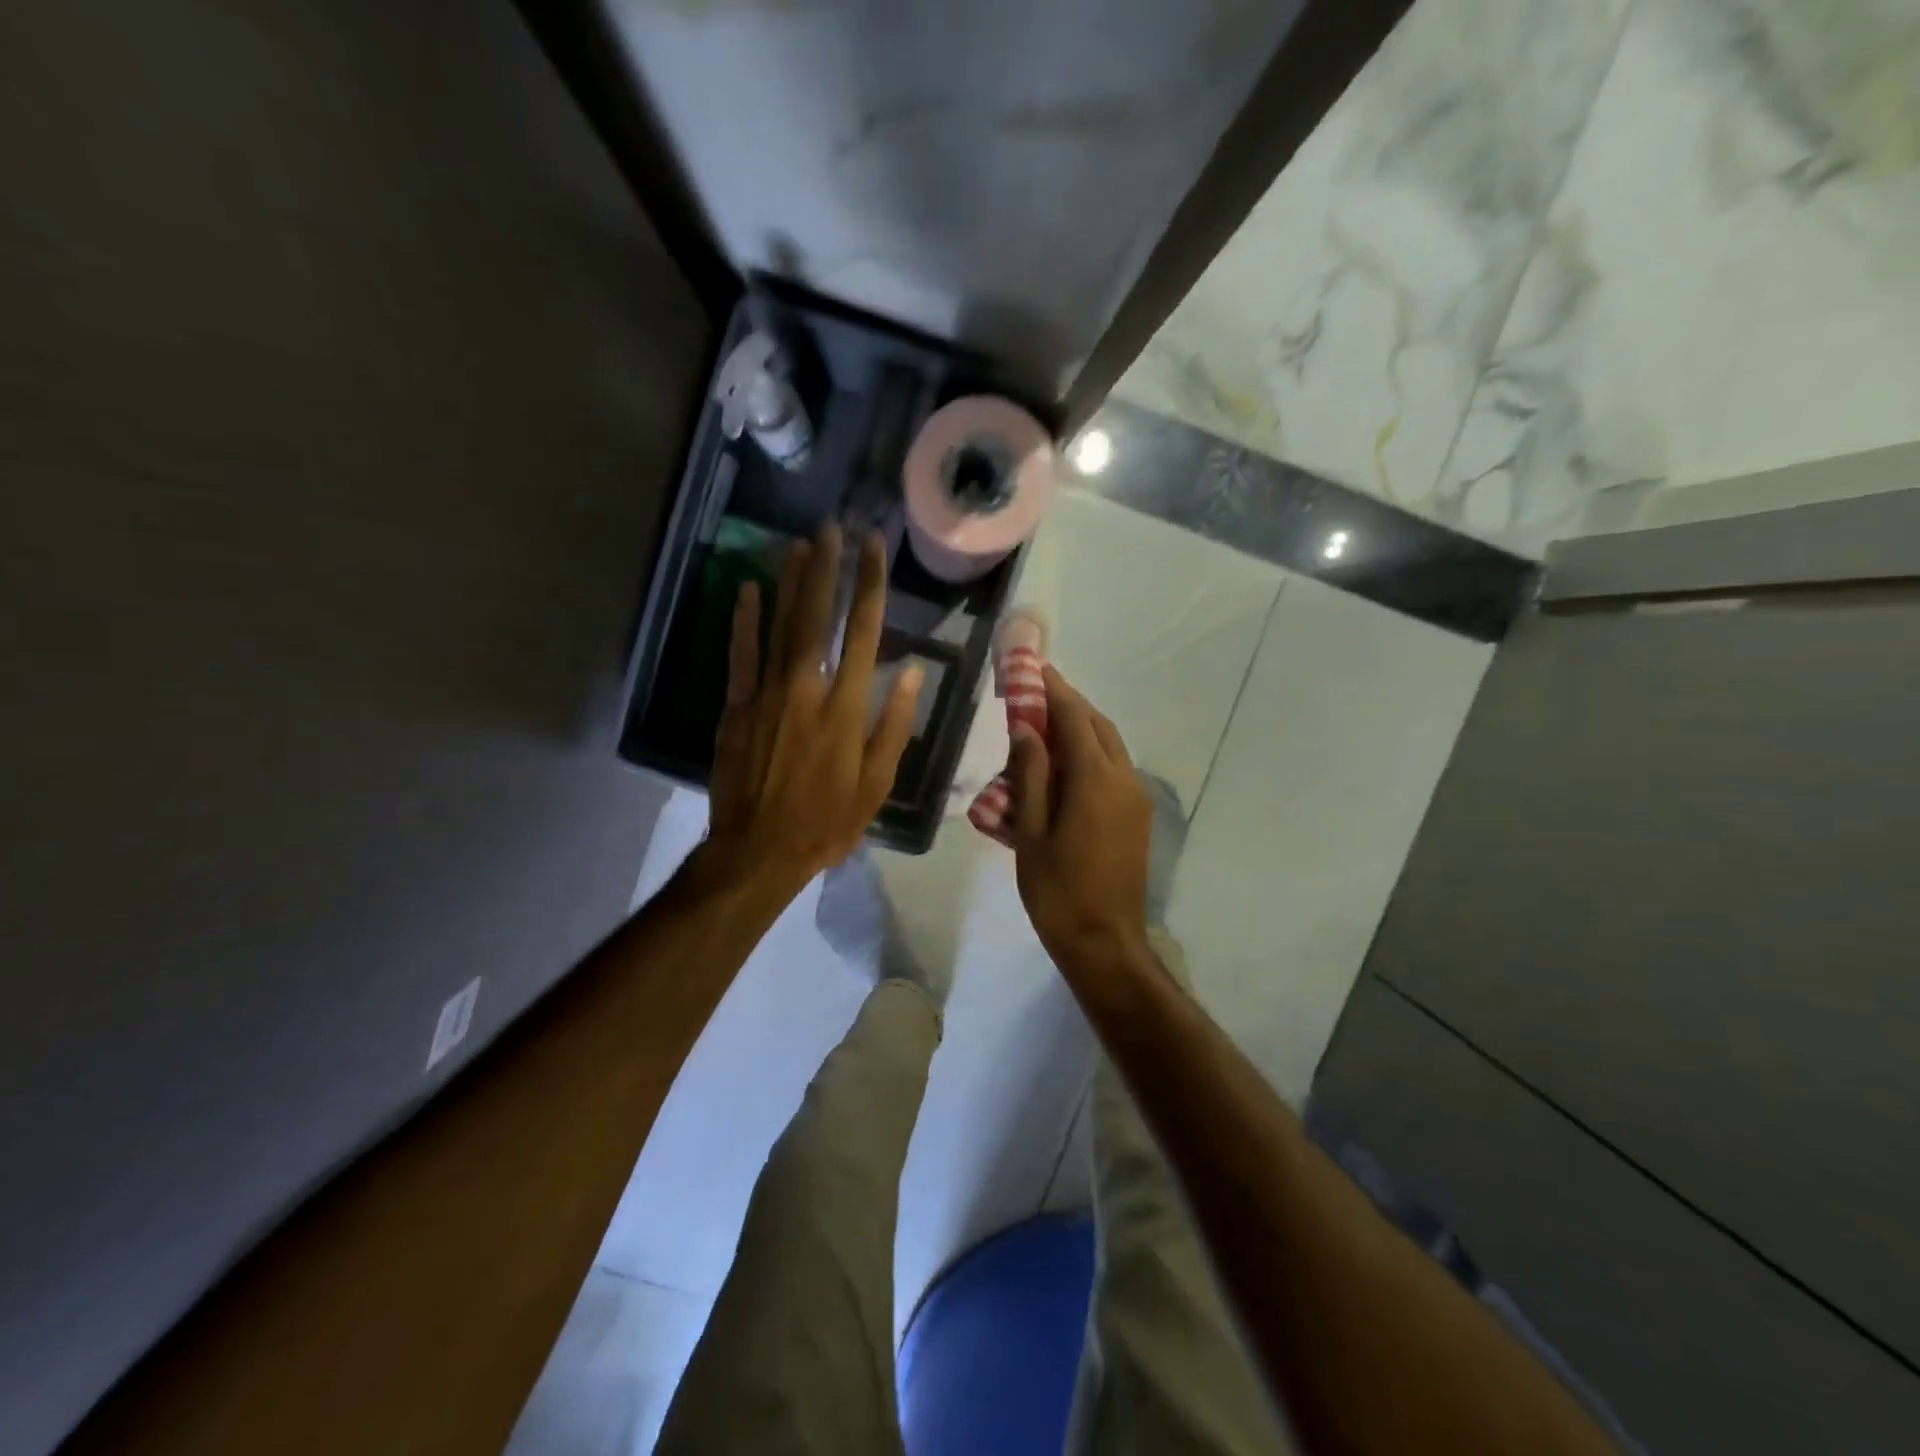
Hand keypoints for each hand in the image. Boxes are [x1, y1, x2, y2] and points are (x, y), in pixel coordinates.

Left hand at [704, 524, 922, 891]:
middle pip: (819, 617)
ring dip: (790, 582)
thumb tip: (911, 672)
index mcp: (847, 708)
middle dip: (827, 568)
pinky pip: (740, 655)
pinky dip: (743, 620)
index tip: (873, 547)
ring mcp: (767, 695)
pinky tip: (748, 588)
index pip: (864, 633)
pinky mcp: (736, 707)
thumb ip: (894, 725)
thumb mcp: (876, 784)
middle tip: (833, 527)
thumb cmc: (826, 822)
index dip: (870, 585)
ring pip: (780, 627)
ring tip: (799, 543)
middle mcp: (807, 689)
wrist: (758, 851)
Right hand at [1008, 665, 1152, 967]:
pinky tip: (1065, 767)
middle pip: (1098, 726)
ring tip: (1046, 728)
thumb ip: (1031, 774)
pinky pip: (1115, 769)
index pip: (1074, 718)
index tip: (1035, 668)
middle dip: (1069, 705)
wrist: (1105, 942)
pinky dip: (1092, 754)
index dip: (1054, 690)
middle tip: (1036, 695)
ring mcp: (1136, 798)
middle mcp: (1124, 779)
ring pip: (1110, 746)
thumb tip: (1026, 728)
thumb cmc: (1058, 890)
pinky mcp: (1138, 816)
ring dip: (1082, 729)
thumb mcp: (1032, 831)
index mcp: (1096, 779)